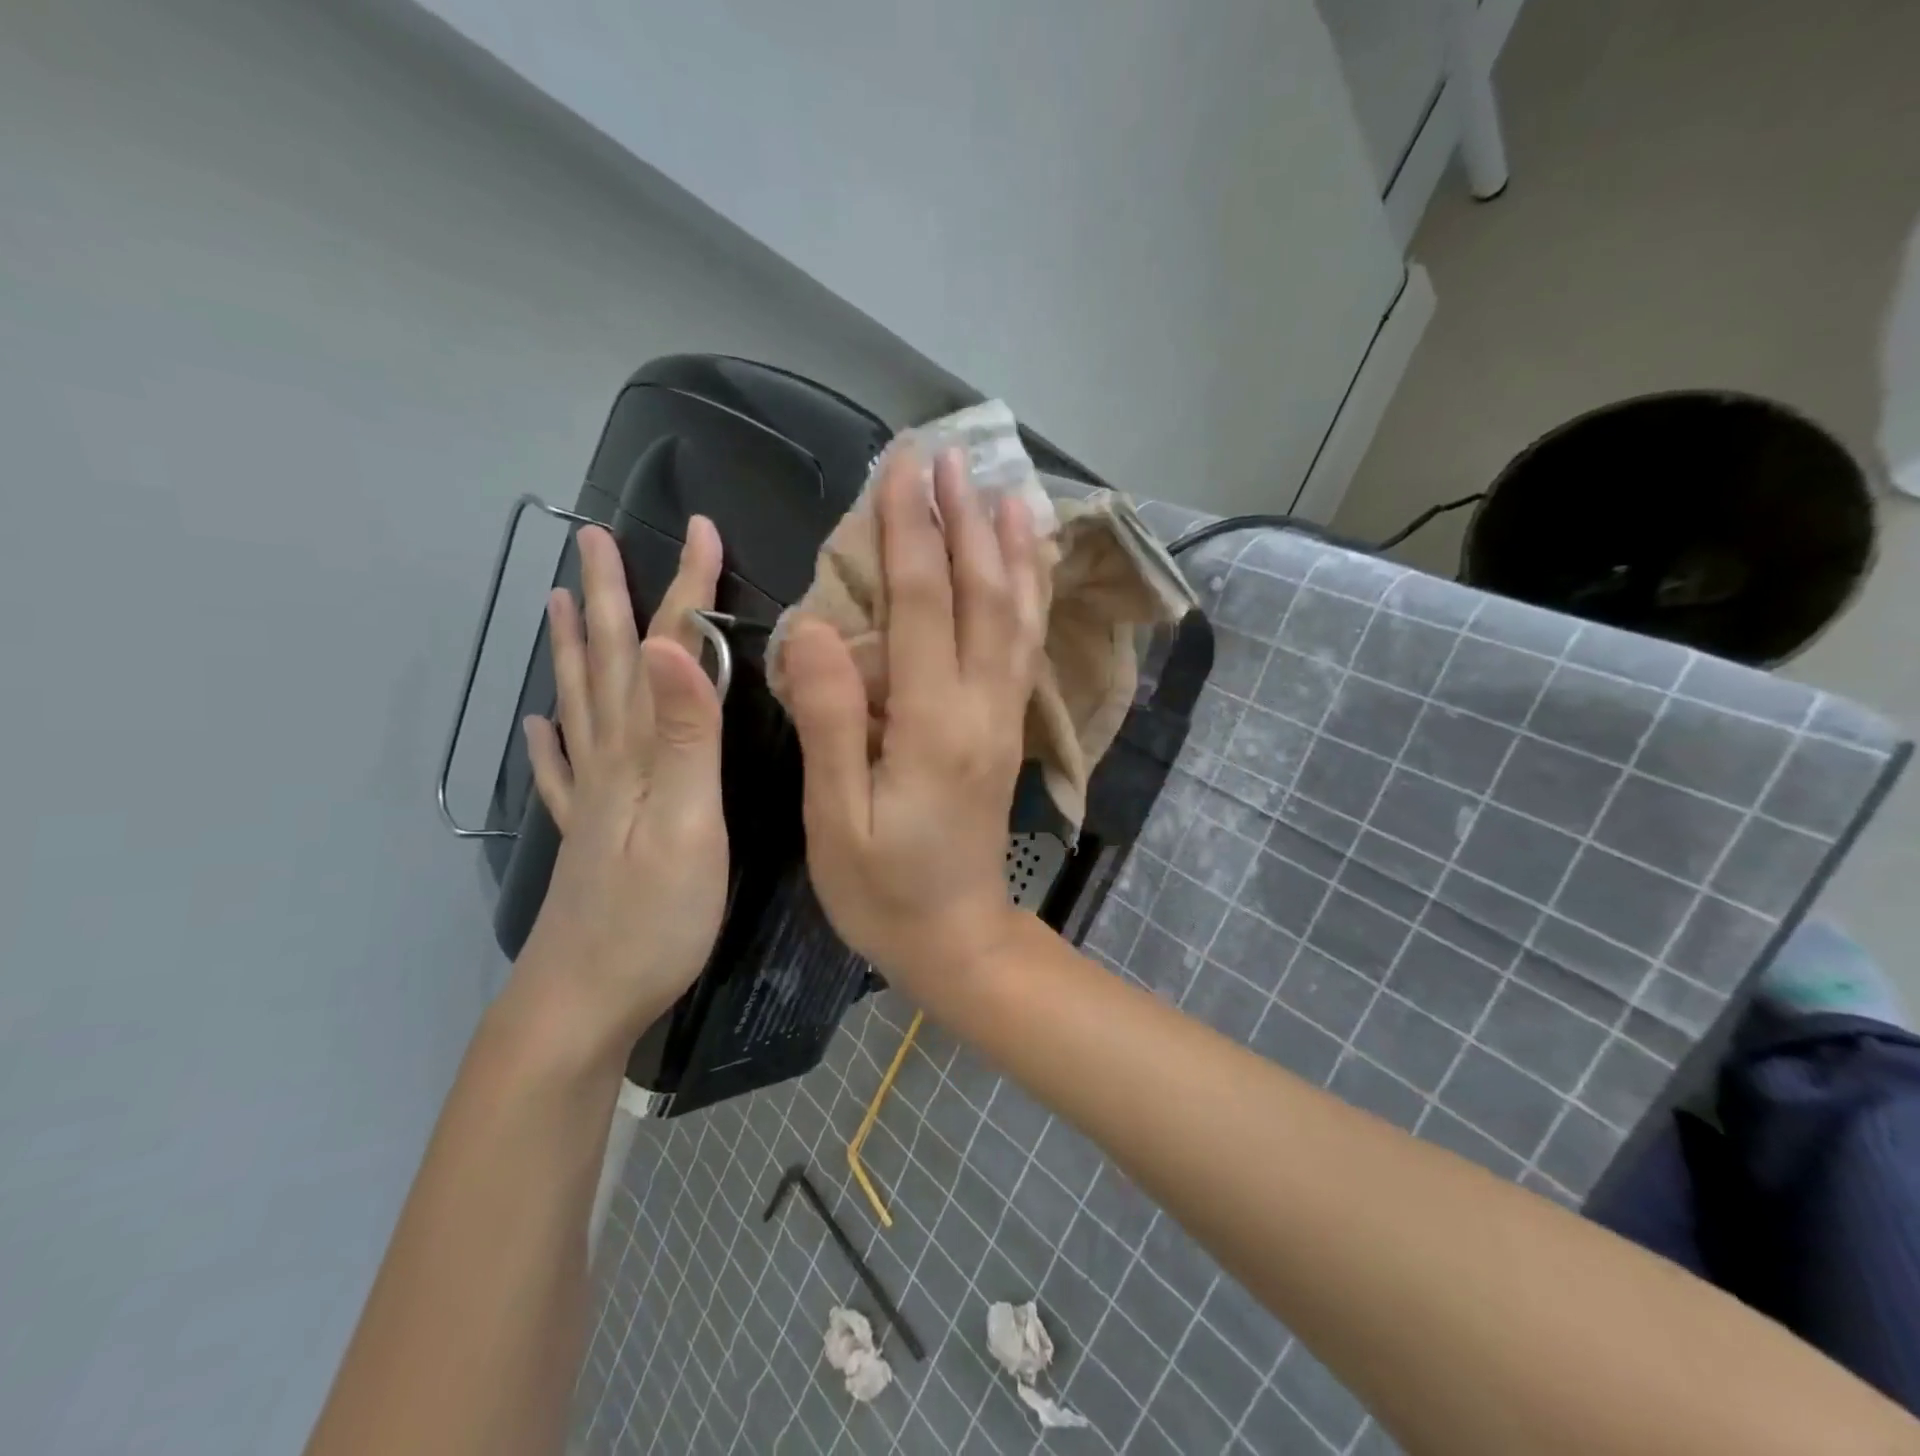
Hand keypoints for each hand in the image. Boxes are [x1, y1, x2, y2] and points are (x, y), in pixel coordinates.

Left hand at [517, 519, 728, 1046]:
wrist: (584, 1005)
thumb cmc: (655, 919)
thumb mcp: (689, 824)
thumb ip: (686, 737)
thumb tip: (668, 645)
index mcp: (642, 752)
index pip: (664, 651)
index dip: (683, 590)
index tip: (699, 530)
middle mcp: (609, 762)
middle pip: (608, 664)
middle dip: (610, 597)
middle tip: (595, 538)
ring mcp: (592, 799)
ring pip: (579, 705)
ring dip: (570, 649)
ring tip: (553, 600)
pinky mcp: (587, 835)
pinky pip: (560, 773)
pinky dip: (547, 741)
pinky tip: (534, 726)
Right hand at [781, 448, 1046, 1002]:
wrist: (958, 939)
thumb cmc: (883, 891)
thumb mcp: (835, 819)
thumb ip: (829, 721)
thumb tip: (814, 629)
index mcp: (933, 725)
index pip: (922, 606)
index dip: (909, 532)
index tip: (901, 468)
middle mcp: (981, 709)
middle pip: (981, 596)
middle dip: (962, 521)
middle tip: (948, 455)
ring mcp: (1004, 718)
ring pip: (1017, 616)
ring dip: (1010, 548)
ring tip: (1006, 488)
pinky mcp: (1007, 730)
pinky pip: (1024, 649)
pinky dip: (1029, 596)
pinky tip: (1027, 566)